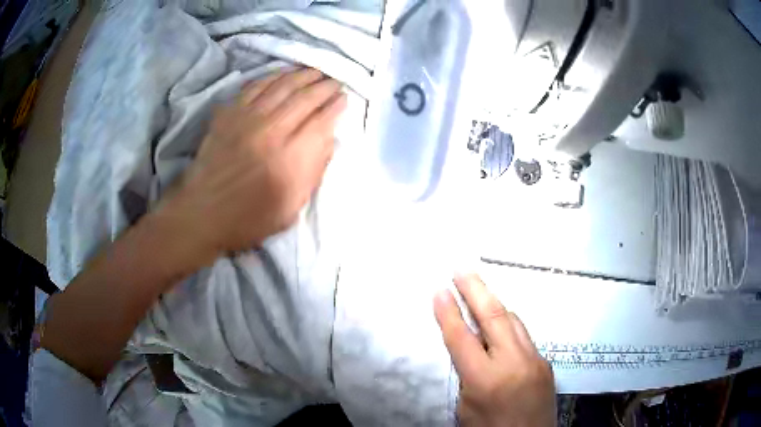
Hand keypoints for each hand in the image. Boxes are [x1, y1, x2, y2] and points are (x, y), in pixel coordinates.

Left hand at [158, 68, 346, 265]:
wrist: (202, 213)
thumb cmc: (249, 218)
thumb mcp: (290, 209)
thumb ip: (313, 172)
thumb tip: (328, 139)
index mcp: (291, 159)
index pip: (322, 121)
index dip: (336, 106)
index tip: (344, 99)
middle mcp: (272, 131)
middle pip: (305, 98)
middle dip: (324, 86)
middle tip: (334, 81)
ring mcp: (247, 118)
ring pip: (282, 86)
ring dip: (302, 75)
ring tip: (315, 71)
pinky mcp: (229, 114)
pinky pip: (254, 86)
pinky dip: (272, 76)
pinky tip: (282, 73)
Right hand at [434, 274, 555, 426]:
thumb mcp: (465, 408)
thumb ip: (466, 375)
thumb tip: (467, 347)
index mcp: (486, 380)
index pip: (462, 338)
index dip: (448, 312)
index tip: (439, 290)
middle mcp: (514, 363)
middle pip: (495, 317)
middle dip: (476, 289)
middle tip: (461, 269)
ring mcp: (535, 360)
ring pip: (514, 321)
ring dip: (494, 304)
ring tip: (478, 289)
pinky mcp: (546, 362)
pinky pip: (524, 336)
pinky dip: (508, 325)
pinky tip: (500, 325)